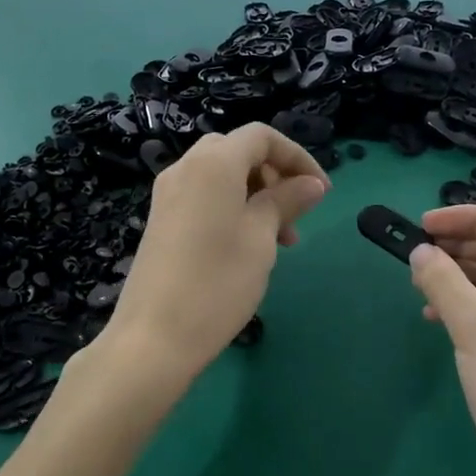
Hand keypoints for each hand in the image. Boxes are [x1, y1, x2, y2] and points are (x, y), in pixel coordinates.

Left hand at [106, 124, 329, 381]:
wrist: (154, 338)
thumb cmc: (217, 283)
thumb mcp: (261, 238)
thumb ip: (286, 201)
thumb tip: (311, 184)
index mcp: (213, 163)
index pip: (261, 137)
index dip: (297, 156)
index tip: (322, 191)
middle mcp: (185, 168)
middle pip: (238, 152)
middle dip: (274, 175)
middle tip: (297, 214)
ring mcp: (168, 195)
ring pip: (222, 176)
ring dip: (256, 195)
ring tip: (281, 240)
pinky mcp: (161, 221)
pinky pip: (203, 197)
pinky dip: (232, 208)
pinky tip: (247, 246)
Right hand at [408, 205, 475, 475]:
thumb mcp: (474, 325)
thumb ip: (443, 280)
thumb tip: (420, 251)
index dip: (470, 217)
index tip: (426, 225)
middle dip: (461, 246)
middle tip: (418, 252)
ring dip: (460, 276)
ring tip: (419, 283)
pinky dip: (466, 306)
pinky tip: (433, 316)